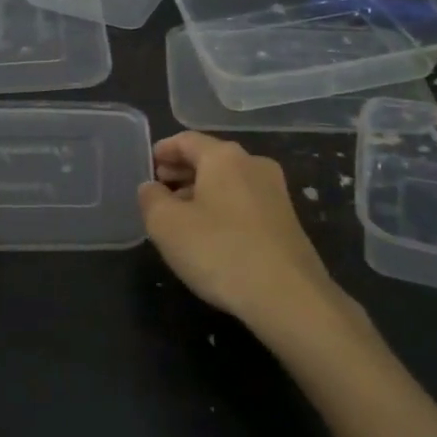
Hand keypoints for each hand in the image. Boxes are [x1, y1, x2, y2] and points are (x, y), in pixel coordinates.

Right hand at [138, 131, 349, 335]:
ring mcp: (275, 191)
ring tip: (181, 215)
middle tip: (160, 190)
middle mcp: (253, 164)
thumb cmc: (220, 251)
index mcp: (224, 157)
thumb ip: (152, 199)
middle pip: (210, 158)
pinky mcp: (287, 219)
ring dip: (202, 191)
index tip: (148, 164)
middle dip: (182, 171)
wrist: (288, 296)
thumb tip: (151, 187)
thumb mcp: (168, 226)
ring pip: (229, 181)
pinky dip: (223, 207)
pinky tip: (212, 233)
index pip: (187, 140)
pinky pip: (245, 202)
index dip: (164, 150)